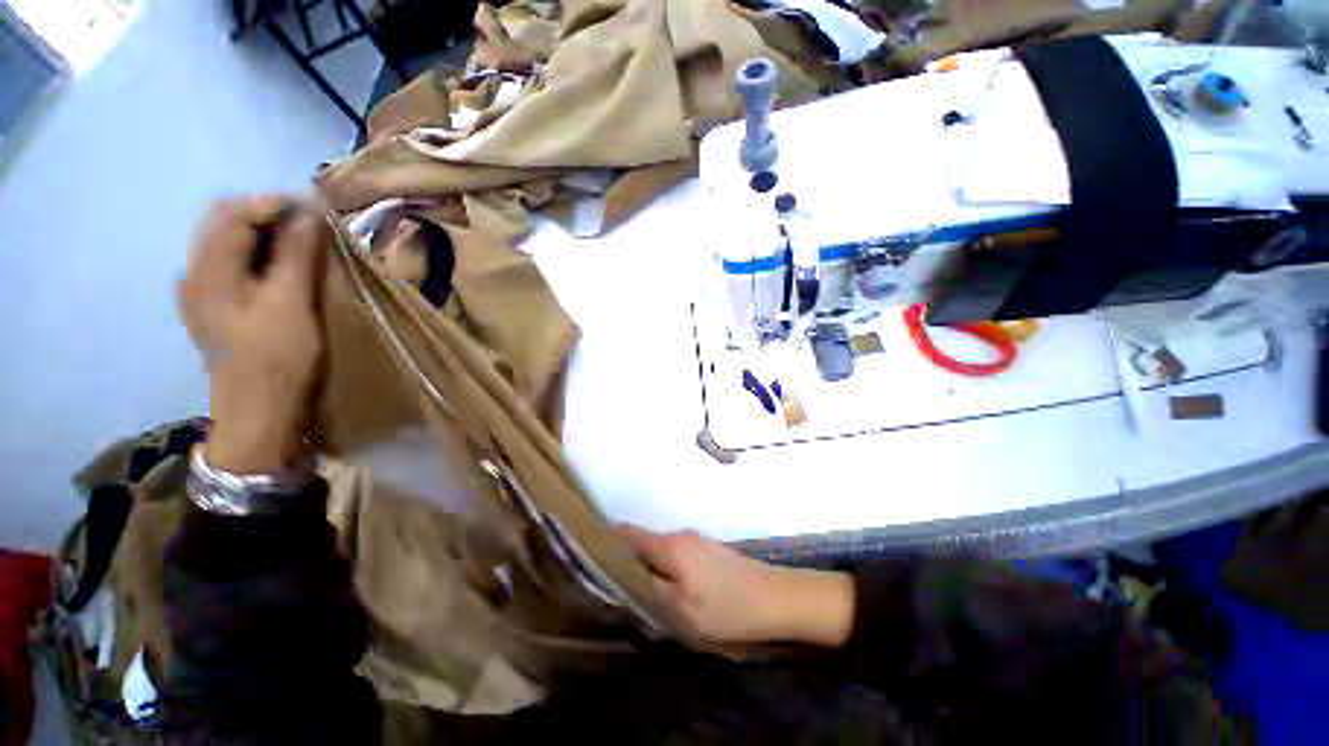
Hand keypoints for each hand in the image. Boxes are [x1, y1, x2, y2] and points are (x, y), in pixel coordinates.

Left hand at [179, 196, 325, 473]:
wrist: (257, 411)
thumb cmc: (275, 360)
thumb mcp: (290, 305)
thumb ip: (296, 256)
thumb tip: (309, 214)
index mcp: (207, 271)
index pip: (233, 213)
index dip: (274, 203)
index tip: (317, 207)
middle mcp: (196, 273)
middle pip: (224, 222)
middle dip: (269, 214)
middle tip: (311, 223)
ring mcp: (202, 291)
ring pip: (227, 241)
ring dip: (264, 232)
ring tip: (302, 240)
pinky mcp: (216, 307)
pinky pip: (232, 263)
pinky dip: (258, 252)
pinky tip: (279, 264)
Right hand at [619, 525, 854, 647]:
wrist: (774, 598)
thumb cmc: (726, 609)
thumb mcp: (681, 610)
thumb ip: (650, 588)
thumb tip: (627, 571)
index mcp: (670, 546)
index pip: (629, 534)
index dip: (608, 541)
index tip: (592, 555)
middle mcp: (680, 535)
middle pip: (644, 542)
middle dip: (630, 560)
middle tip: (621, 587)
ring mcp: (696, 540)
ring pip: (661, 550)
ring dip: (651, 566)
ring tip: (647, 593)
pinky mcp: (708, 549)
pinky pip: (677, 554)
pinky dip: (668, 567)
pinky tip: (675, 590)